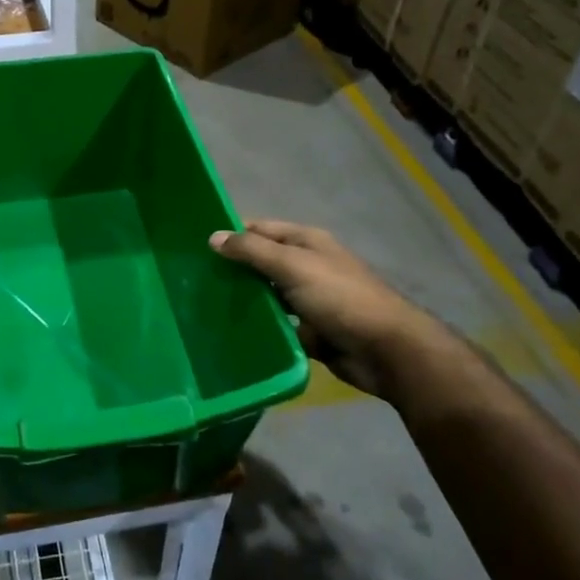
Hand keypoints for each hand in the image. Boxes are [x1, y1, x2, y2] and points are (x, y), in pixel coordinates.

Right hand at [209, 220, 427, 393]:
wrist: (385, 349)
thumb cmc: (339, 297)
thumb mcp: (293, 265)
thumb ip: (252, 250)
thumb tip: (214, 237)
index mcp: (306, 242)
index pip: (260, 229)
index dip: (232, 235)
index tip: (198, 249)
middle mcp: (307, 267)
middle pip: (262, 263)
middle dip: (234, 271)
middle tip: (195, 282)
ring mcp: (309, 300)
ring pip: (267, 296)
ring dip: (245, 301)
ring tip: (206, 308)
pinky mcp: (310, 331)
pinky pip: (278, 325)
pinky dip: (261, 328)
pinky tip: (233, 334)